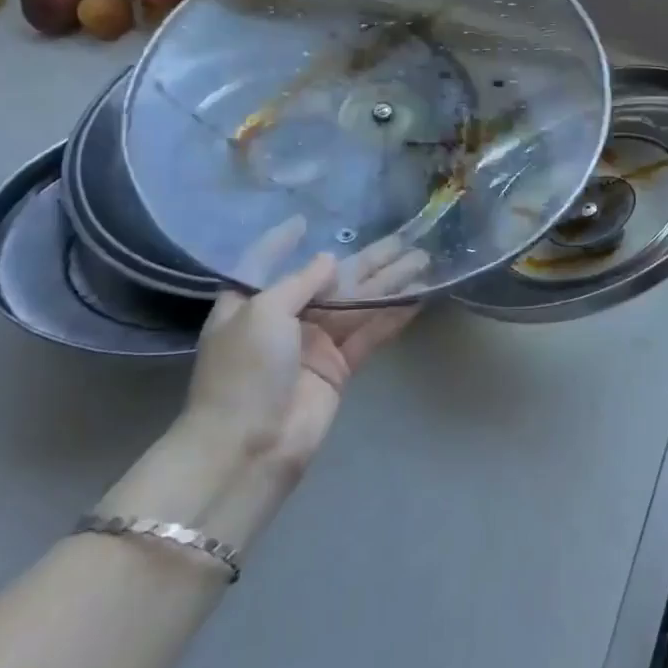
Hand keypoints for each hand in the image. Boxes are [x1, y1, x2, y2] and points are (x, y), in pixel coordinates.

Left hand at [187, 225, 425, 477]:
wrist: (248, 447)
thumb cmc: (244, 372)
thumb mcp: (262, 313)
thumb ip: (300, 282)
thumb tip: (330, 259)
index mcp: (250, 303)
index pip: (266, 262)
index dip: (283, 241)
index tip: (304, 221)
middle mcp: (284, 319)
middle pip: (330, 280)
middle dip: (366, 259)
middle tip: (404, 238)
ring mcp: (314, 344)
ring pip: (359, 304)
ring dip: (390, 282)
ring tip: (423, 258)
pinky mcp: (339, 368)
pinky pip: (370, 333)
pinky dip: (394, 314)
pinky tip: (418, 295)